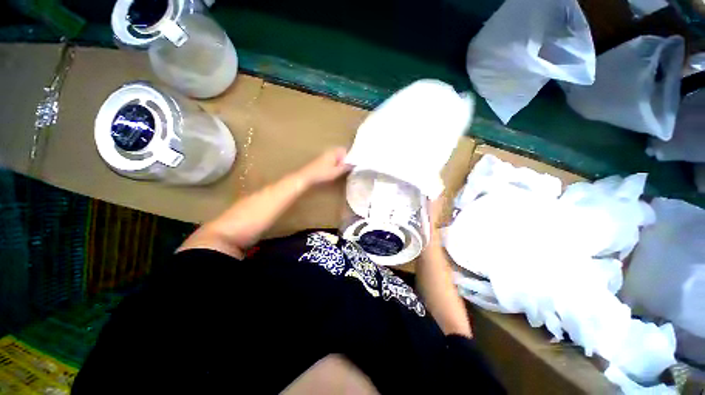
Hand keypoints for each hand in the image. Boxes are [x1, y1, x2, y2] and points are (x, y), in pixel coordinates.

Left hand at [297, 147, 351, 185]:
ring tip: (341, 170)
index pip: (345, 150)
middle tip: (347, 168)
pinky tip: (333, 171)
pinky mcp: (320, 160)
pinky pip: (331, 160)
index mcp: (333, 152)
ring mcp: (324, 155)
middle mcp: (329, 151)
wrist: (307, 176)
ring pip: (336, 157)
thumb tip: (354, 164)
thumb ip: (346, 167)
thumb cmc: (322, 173)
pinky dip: (334, 164)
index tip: (352, 163)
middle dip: (345, 160)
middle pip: (340, 153)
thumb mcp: (336, 171)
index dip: (350, 156)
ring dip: (339, 163)